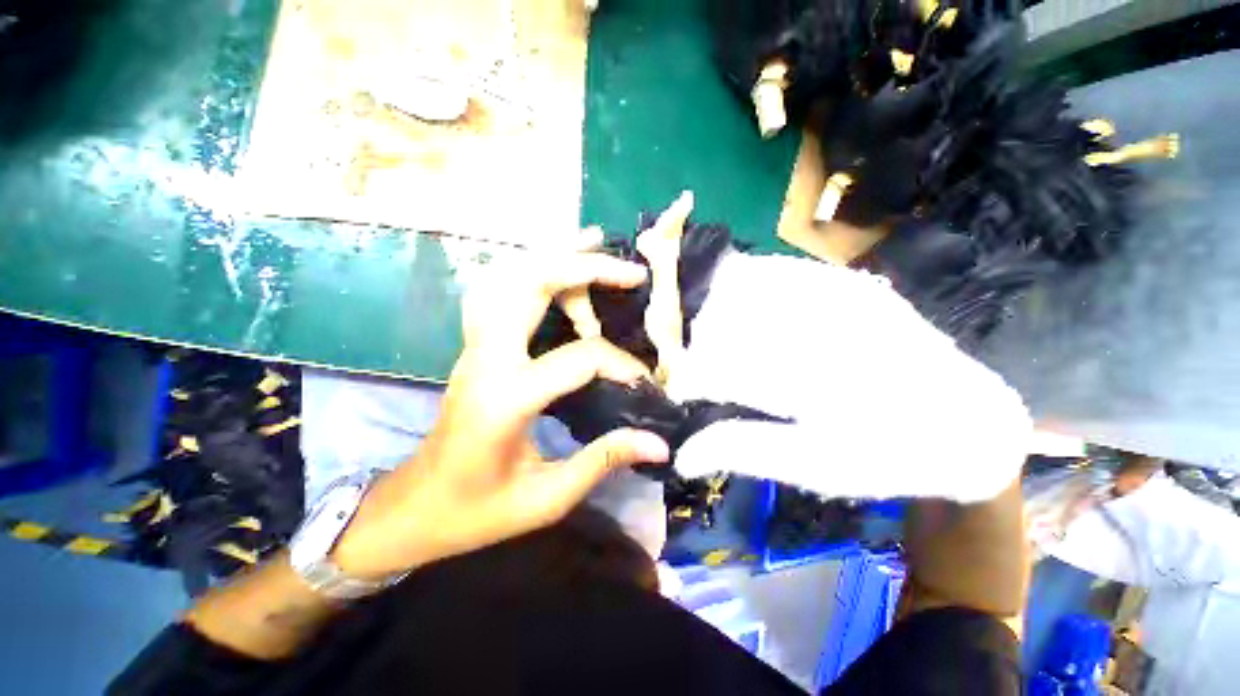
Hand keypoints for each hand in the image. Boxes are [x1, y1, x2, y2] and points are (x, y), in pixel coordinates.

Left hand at [333, 238, 671, 579]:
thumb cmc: (476, 512)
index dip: (620, 365)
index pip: (578, 358)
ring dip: (555, 256)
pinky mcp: (476, 346)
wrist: (414, 507)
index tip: (644, 382)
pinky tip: (559, 267)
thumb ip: (603, 461)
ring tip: (595, 244)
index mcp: (505, 399)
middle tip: (630, 272)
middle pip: (531, 285)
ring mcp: (475, 346)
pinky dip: (532, 268)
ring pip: (510, 276)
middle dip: (585, 269)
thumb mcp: (546, 497)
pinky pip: (501, 290)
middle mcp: (486, 358)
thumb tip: (659, 442)